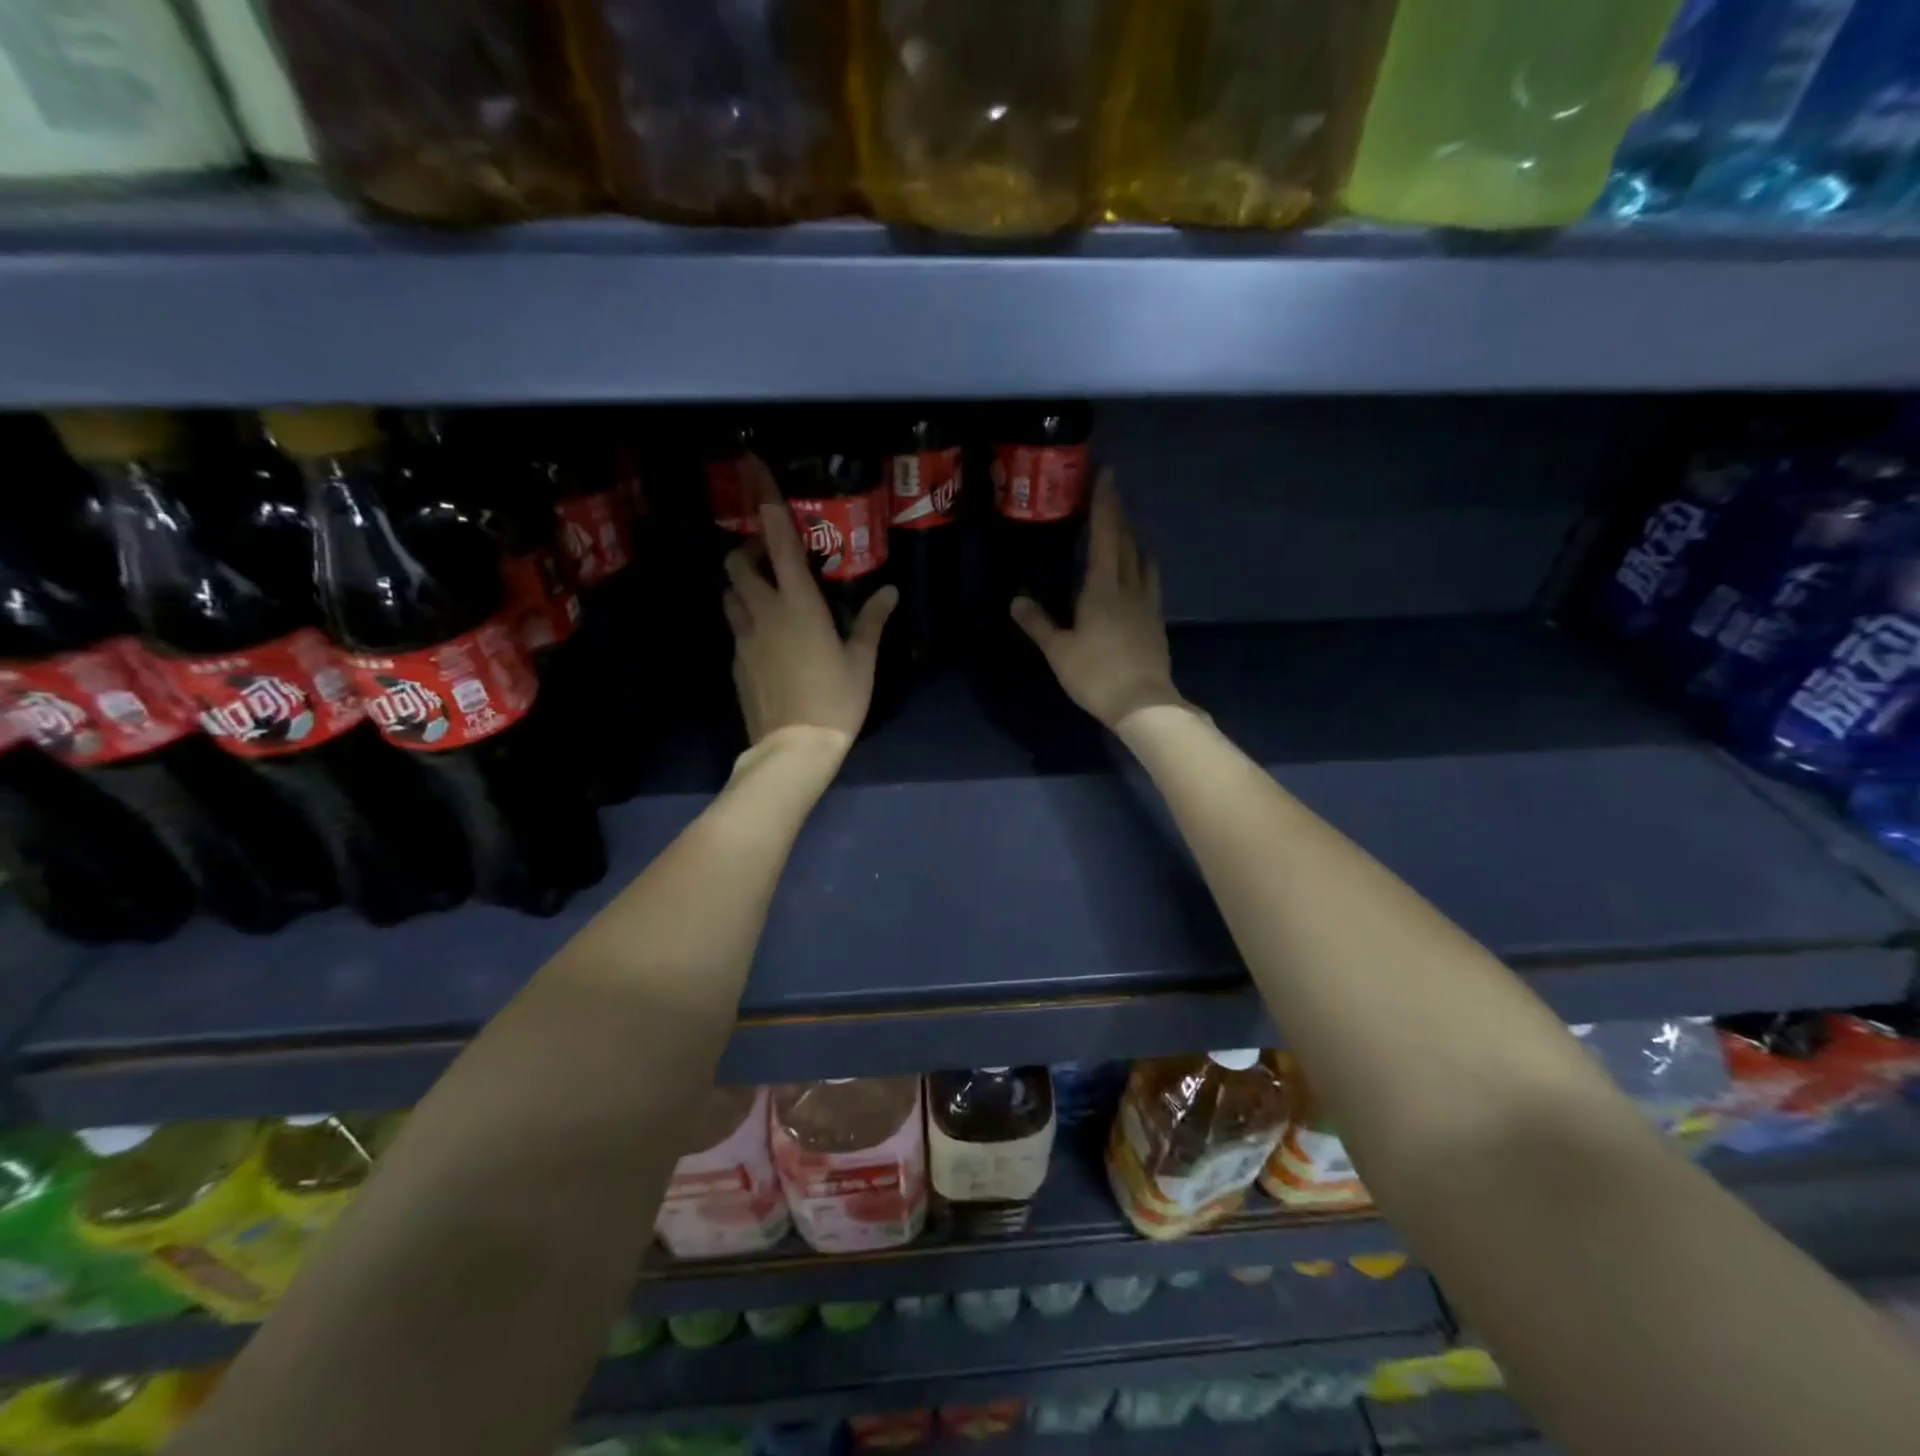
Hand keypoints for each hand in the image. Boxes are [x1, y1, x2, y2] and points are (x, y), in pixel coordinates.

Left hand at [723, 458, 896, 745]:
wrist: (793, 749)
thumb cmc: (836, 700)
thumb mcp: (862, 661)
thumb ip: (872, 621)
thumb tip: (889, 592)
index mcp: (798, 604)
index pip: (777, 540)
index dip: (765, 500)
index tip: (752, 465)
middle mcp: (763, 611)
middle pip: (737, 563)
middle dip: (748, 552)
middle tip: (774, 563)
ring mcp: (743, 638)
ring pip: (730, 595)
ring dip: (744, 588)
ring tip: (771, 601)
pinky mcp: (735, 662)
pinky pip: (736, 629)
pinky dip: (748, 622)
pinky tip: (771, 644)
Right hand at [1011, 472, 1185, 730]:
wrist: (1143, 703)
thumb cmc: (1096, 674)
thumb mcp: (1059, 651)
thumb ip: (1038, 623)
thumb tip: (1016, 600)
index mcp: (1102, 588)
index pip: (1104, 535)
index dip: (1104, 503)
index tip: (1106, 474)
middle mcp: (1129, 587)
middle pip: (1125, 542)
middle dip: (1117, 516)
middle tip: (1108, 496)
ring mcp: (1147, 604)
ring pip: (1142, 560)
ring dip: (1133, 540)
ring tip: (1124, 532)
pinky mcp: (1156, 622)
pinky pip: (1150, 582)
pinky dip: (1142, 567)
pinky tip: (1137, 574)